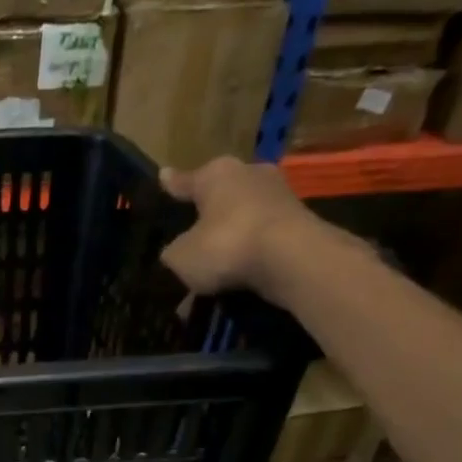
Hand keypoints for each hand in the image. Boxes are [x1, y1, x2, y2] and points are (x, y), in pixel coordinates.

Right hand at [159, 158, 338, 302]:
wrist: (291, 259)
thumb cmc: (226, 244)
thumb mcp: (181, 256)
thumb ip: (173, 252)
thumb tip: (176, 252)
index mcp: (217, 174)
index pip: (187, 181)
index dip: (173, 184)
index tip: (163, 178)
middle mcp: (250, 176)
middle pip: (220, 200)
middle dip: (206, 220)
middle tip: (189, 239)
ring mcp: (279, 199)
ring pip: (241, 224)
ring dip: (226, 248)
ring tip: (208, 278)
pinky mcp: (299, 225)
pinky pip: (260, 244)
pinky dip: (246, 261)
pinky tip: (232, 287)